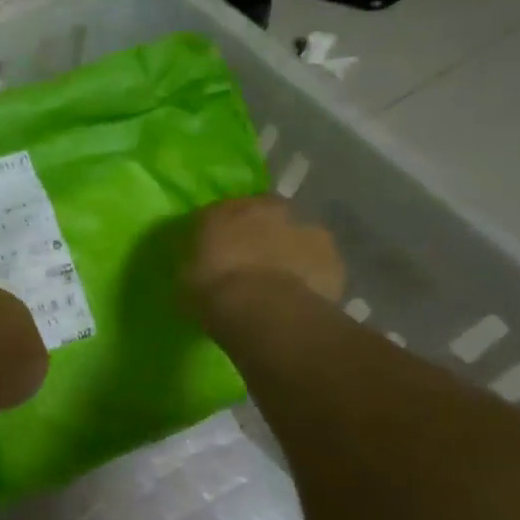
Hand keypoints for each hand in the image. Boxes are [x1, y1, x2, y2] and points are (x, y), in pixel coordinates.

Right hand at [183, 196, 344, 324]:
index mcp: (222, 210)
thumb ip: (197, 263)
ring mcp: (305, 229)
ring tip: (280, 285)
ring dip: (289, 252)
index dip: (221, 233)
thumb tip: (200, 266)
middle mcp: (266, 208)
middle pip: (264, 217)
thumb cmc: (211, 290)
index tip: (218, 252)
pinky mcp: (333, 257)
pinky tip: (302, 298)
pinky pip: (319, 265)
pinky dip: (312, 276)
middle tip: (252, 264)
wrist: (263, 310)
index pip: (219, 213)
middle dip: (260, 234)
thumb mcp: (186, 277)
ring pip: (295, 237)